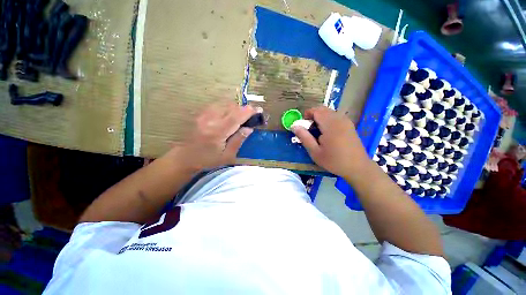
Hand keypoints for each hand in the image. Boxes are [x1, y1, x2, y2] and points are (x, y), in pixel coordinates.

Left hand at [169, 102, 255, 170]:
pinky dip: (226, 108)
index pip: (236, 116)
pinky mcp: (200, 113)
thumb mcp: (227, 156)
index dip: (249, 111)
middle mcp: (210, 119)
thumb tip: (249, 128)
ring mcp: (203, 115)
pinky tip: (228, 116)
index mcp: (217, 132)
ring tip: (240, 117)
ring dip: (235, 108)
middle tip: (250, 117)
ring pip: (224, 104)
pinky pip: (217, 105)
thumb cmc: (207, 160)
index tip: (259, 110)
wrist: (185, 157)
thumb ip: (238, 140)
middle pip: (231, 107)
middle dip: (243, 109)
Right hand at [291, 106, 369, 176]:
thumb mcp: (315, 152)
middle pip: (323, 109)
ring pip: (329, 112)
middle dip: (313, 115)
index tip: (303, 125)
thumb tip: (294, 126)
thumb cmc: (334, 161)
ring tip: (317, 131)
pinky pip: (336, 116)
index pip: (316, 110)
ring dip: (320, 118)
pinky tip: (327, 133)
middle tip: (309, 129)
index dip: (307, 114)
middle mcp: (339, 119)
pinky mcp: (350, 125)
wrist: (358, 167)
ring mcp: (346, 121)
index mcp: (330, 125)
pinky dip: (328, 120)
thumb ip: (304, 137)